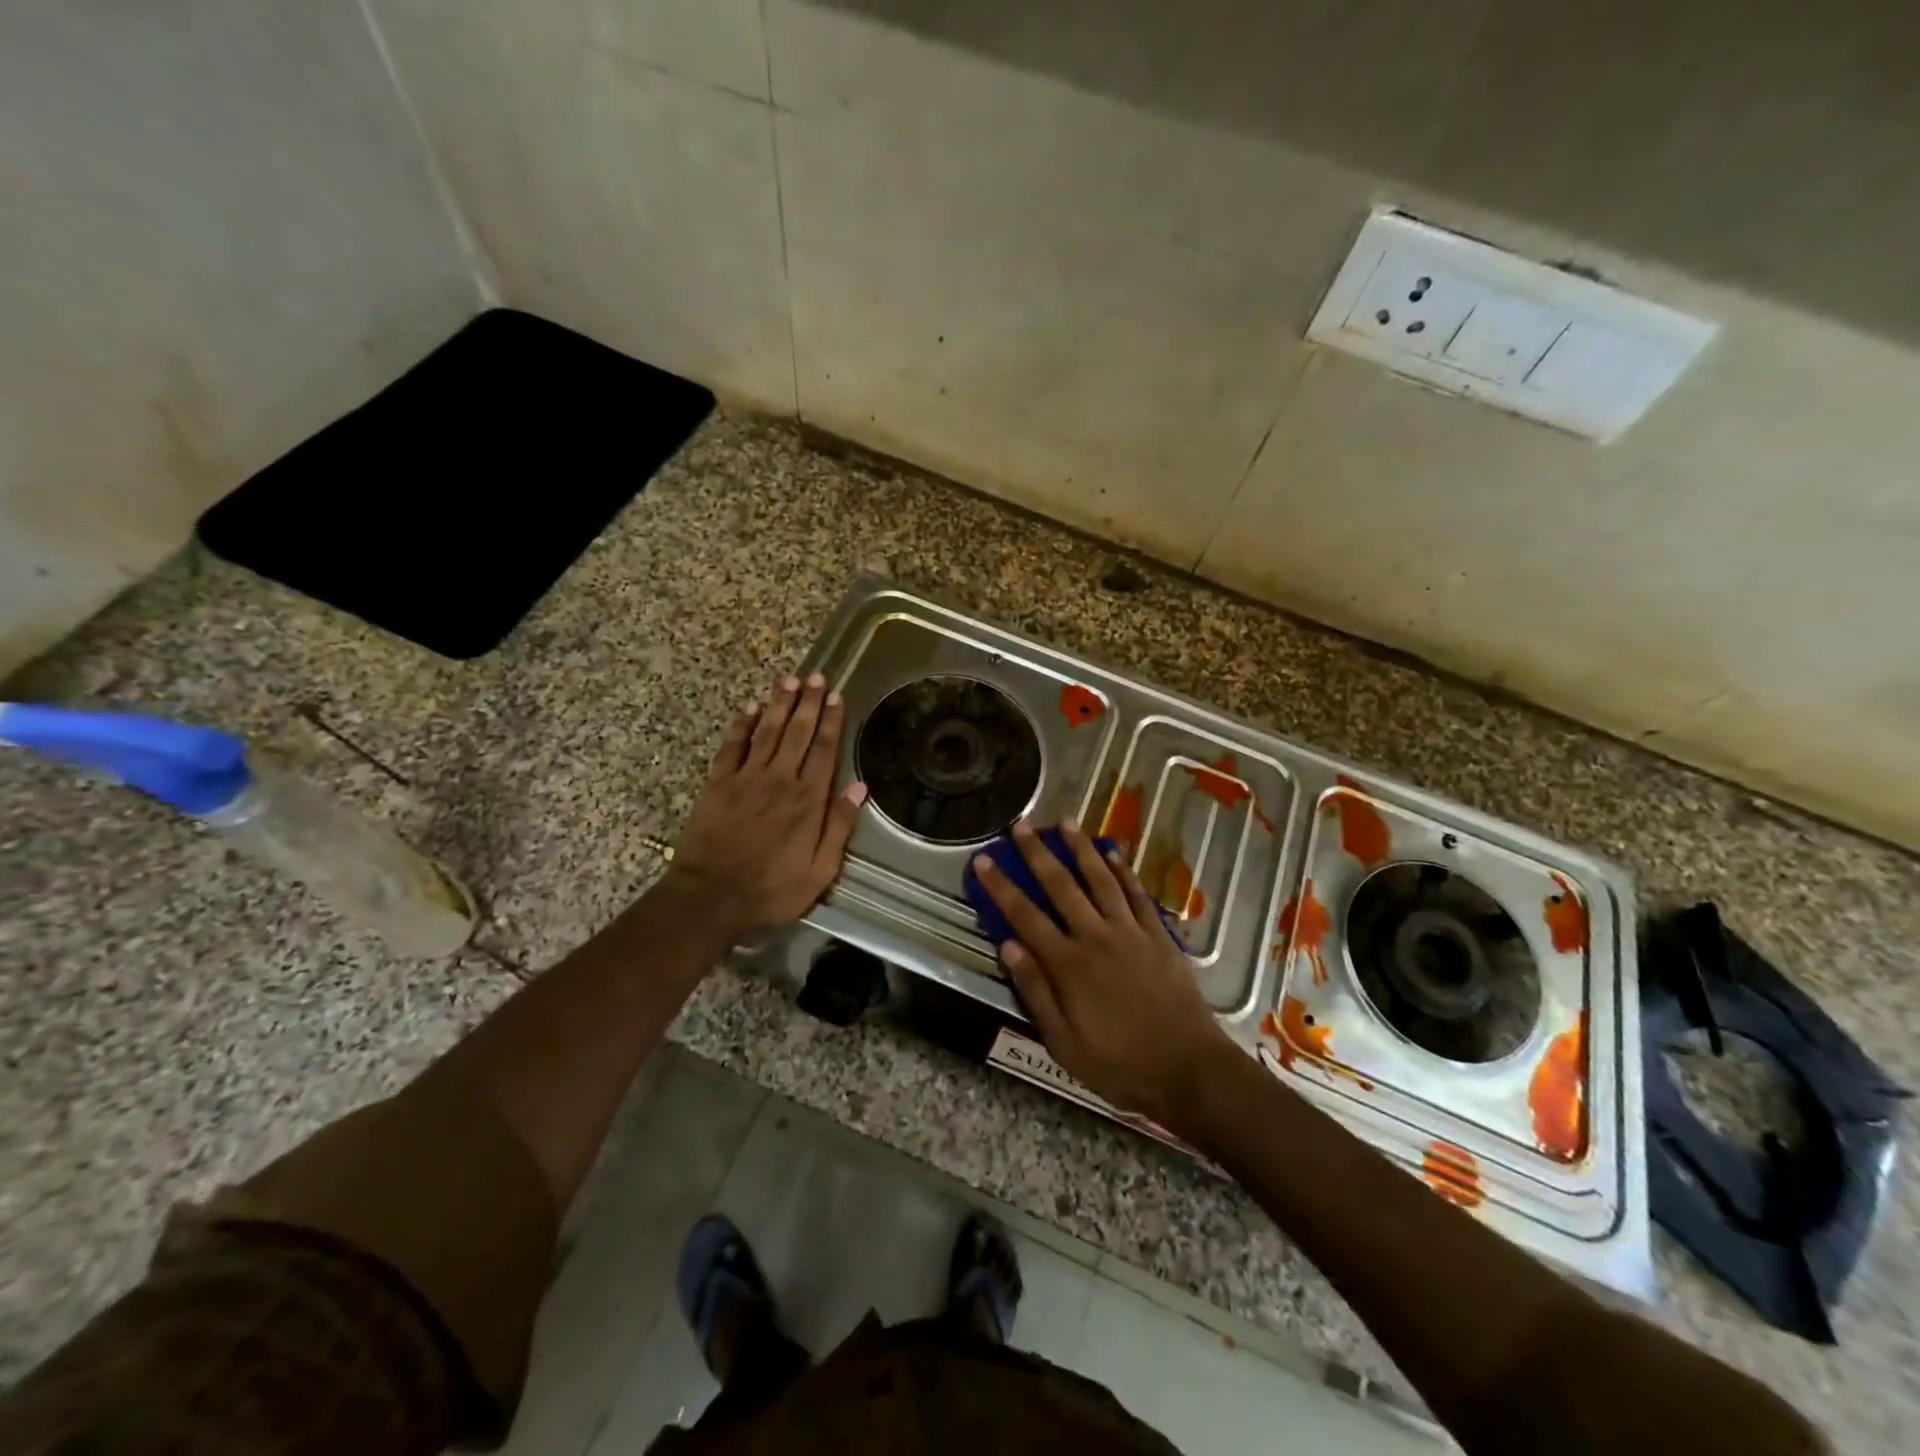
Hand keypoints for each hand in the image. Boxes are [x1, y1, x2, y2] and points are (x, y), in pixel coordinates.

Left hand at [671, 672, 867, 937]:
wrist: (711, 897)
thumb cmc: (771, 889)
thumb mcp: (820, 870)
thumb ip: (839, 827)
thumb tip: (859, 788)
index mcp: (807, 800)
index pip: (824, 750)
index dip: (831, 722)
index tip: (836, 697)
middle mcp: (779, 780)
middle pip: (797, 732)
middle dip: (808, 702)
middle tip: (816, 676)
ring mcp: (746, 778)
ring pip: (767, 731)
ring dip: (779, 704)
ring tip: (790, 680)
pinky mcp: (718, 783)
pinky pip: (732, 746)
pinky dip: (742, 725)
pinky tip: (750, 708)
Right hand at [972, 820, 1236, 1127]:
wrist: (1190, 1069)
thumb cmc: (1120, 1065)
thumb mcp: (1064, 1043)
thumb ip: (1035, 991)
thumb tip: (1007, 945)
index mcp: (1068, 964)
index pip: (1025, 915)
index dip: (1001, 885)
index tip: (984, 858)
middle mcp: (1096, 936)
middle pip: (1061, 885)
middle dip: (1038, 853)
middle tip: (1021, 824)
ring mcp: (1130, 931)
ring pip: (1100, 879)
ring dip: (1081, 848)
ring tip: (1065, 822)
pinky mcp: (1157, 935)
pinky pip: (1136, 893)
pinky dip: (1123, 869)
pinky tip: (1112, 851)